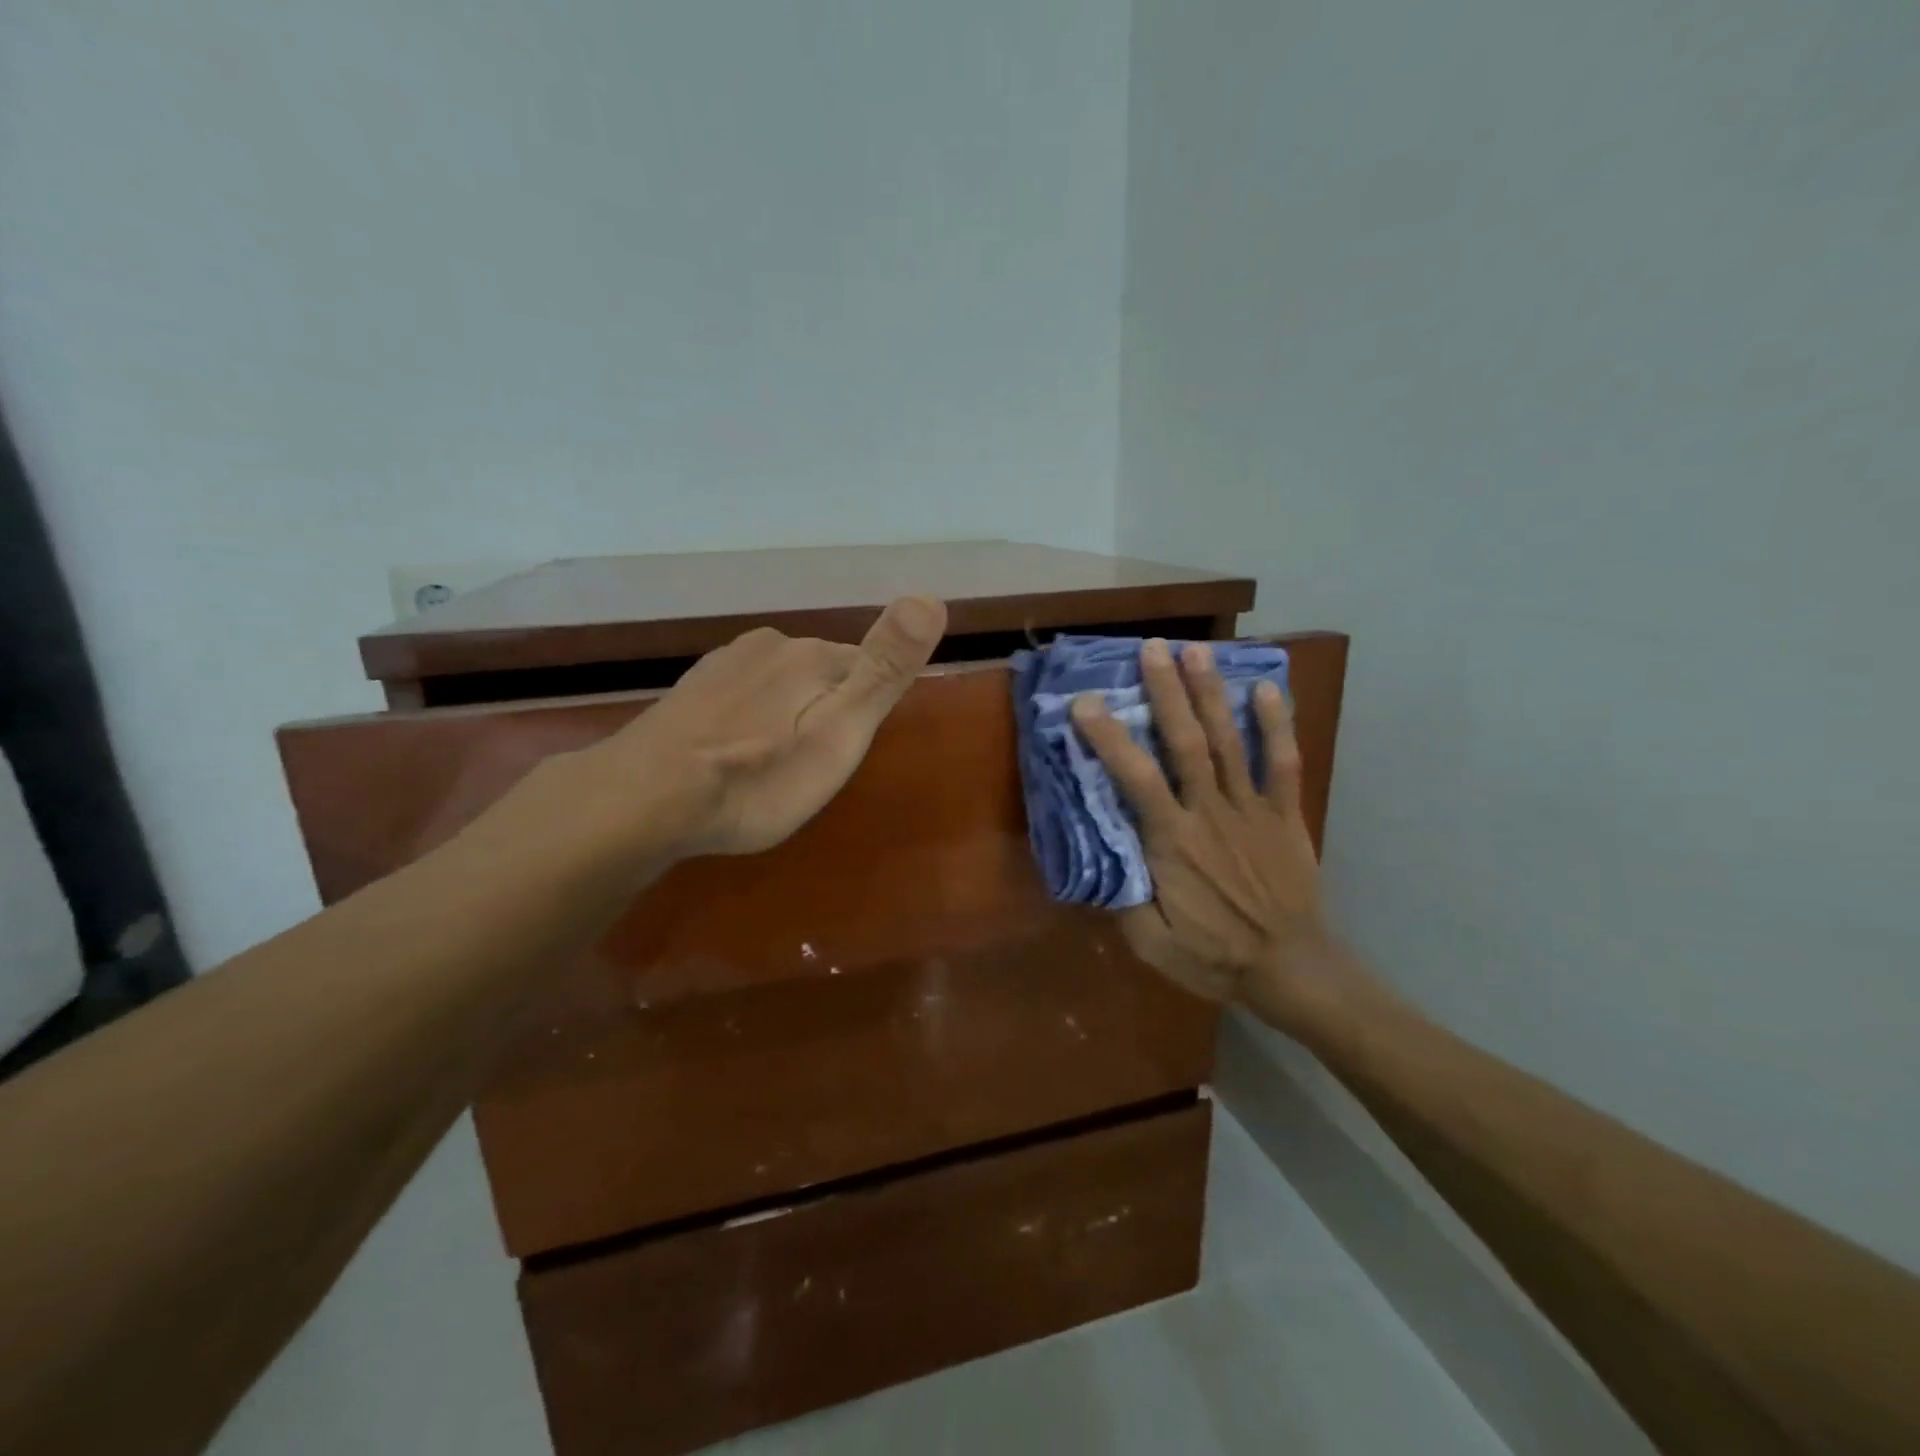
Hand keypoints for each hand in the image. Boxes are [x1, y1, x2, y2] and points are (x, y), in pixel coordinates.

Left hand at [561, 596, 946, 866]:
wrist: (645, 799)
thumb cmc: (757, 777)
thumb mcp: (839, 733)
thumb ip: (884, 669)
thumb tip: (930, 598)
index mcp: (812, 656)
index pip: (865, 667)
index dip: (867, 709)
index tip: (853, 750)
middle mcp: (769, 646)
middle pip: (823, 673)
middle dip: (828, 711)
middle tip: (815, 767)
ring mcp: (723, 665)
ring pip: (779, 682)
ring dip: (787, 714)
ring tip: (776, 765)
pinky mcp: (690, 690)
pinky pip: (741, 696)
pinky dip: (749, 719)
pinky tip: (734, 753)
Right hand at [1069, 639, 1373, 1035]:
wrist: (1291, 968)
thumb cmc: (1215, 955)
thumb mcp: (1152, 944)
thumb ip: (1123, 901)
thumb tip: (1097, 860)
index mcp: (1173, 841)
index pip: (1135, 778)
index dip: (1110, 738)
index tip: (1087, 703)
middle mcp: (1210, 813)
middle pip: (1186, 742)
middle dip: (1167, 692)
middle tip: (1153, 648)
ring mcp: (1251, 809)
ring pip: (1229, 741)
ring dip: (1212, 694)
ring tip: (1197, 651)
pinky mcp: (1284, 814)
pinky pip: (1283, 763)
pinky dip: (1277, 725)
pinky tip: (1266, 688)